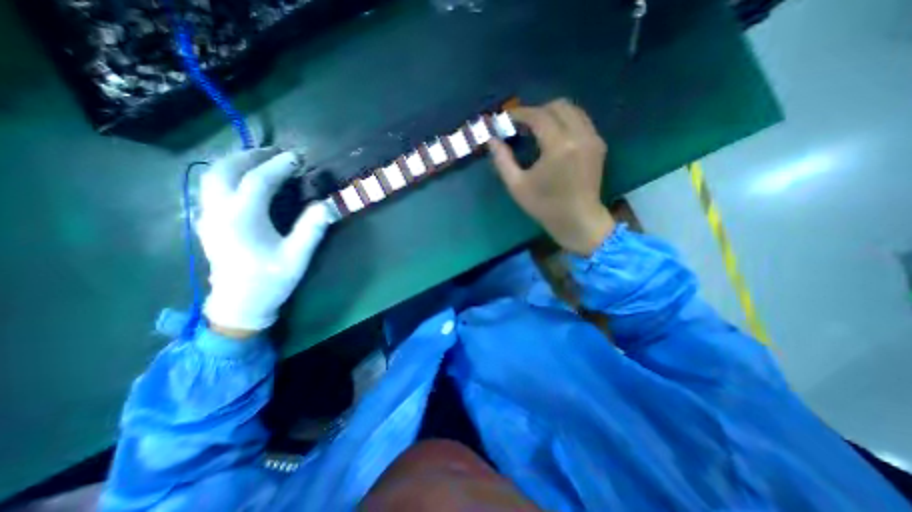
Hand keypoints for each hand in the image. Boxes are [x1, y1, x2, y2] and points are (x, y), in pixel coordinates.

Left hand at [196, 148, 334, 338]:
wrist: (239, 303)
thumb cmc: (270, 279)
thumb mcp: (297, 256)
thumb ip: (311, 229)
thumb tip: (327, 205)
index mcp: (242, 218)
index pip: (258, 180)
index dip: (278, 165)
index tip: (296, 157)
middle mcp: (219, 211)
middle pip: (226, 170)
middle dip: (251, 156)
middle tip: (276, 154)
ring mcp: (208, 215)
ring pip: (212, 176)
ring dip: (235, 162)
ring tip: (260, 160)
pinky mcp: (207, 222)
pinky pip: (210, 187)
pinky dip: (226, 174)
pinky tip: (243, 180)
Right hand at [489, 99, 614, 255]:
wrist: (578, 220)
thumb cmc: (545, 206)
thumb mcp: (517, 186)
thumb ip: (502, 160)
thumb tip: (492, 140)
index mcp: (559, 147)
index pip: (539, 116)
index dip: (520, 113)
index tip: (507, 118)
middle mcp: (580, 135)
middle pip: (558, 105)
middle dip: (537, 111)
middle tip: (521, 125)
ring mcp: (593, 138)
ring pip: (572, 110)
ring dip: (551, 114)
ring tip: (536, 129)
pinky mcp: (598, 144)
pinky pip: (581, 121)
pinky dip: (565, 121)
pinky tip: (553, 137)